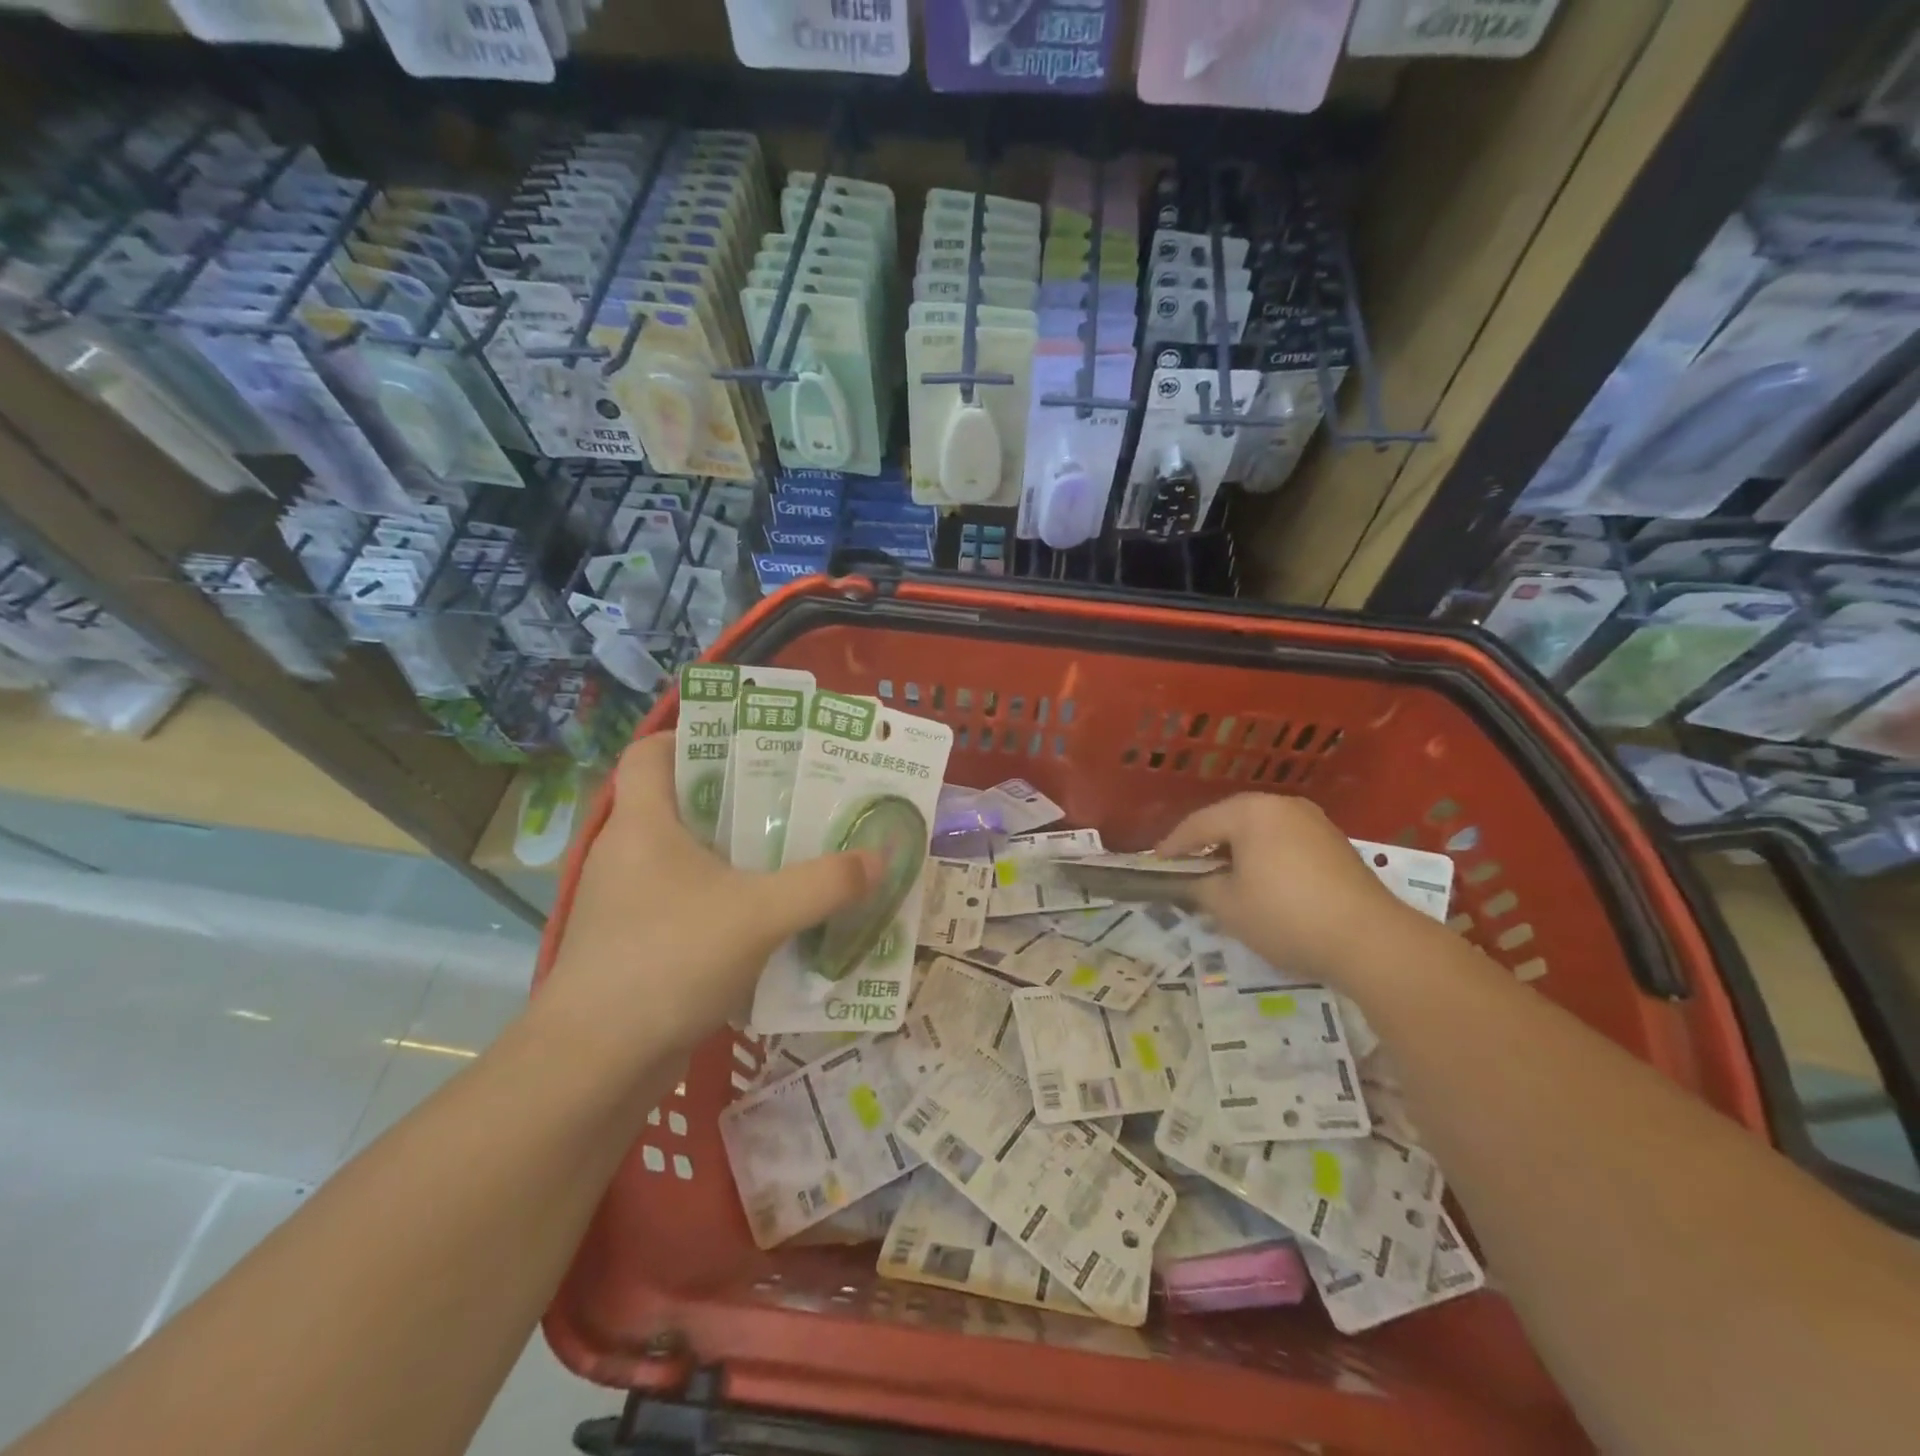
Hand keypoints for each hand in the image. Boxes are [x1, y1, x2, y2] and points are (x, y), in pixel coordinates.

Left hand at [545, 734, 876, 1052]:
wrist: (593, 1065)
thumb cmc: (667, 960)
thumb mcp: (760, 915)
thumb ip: (824, 884)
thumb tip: (878, 859)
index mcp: (642, 823)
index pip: (651, 752)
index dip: (694, 736)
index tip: (751, 744)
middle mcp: (628, 853)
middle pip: (682, 802)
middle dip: (740, 797)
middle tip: (798, 797)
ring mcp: (627, 902)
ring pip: (688, 857)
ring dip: (737, 854)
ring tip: (795, 851)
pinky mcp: (635, 944)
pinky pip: (688, 902)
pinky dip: (725, 901)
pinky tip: (769, 917)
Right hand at [1156, 793, 1414, 984]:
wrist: (1370, 940)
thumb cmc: (1285, 915)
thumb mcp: (1228, 906)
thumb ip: (1200, 888)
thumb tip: (1194, 883)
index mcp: (1251, 811)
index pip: (1198, 824)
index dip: (1173, 846)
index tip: (1155, 864)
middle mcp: (1282, 806)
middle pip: (1230, 822)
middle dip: (1206, 846)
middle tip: (1186, 869)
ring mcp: (1314, 822)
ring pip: (1260, 832)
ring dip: (1237, 853)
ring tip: (1221, 878)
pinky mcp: (1335, 845)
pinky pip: (1285, 843)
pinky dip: (1265, 858)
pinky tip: (1260, 883)